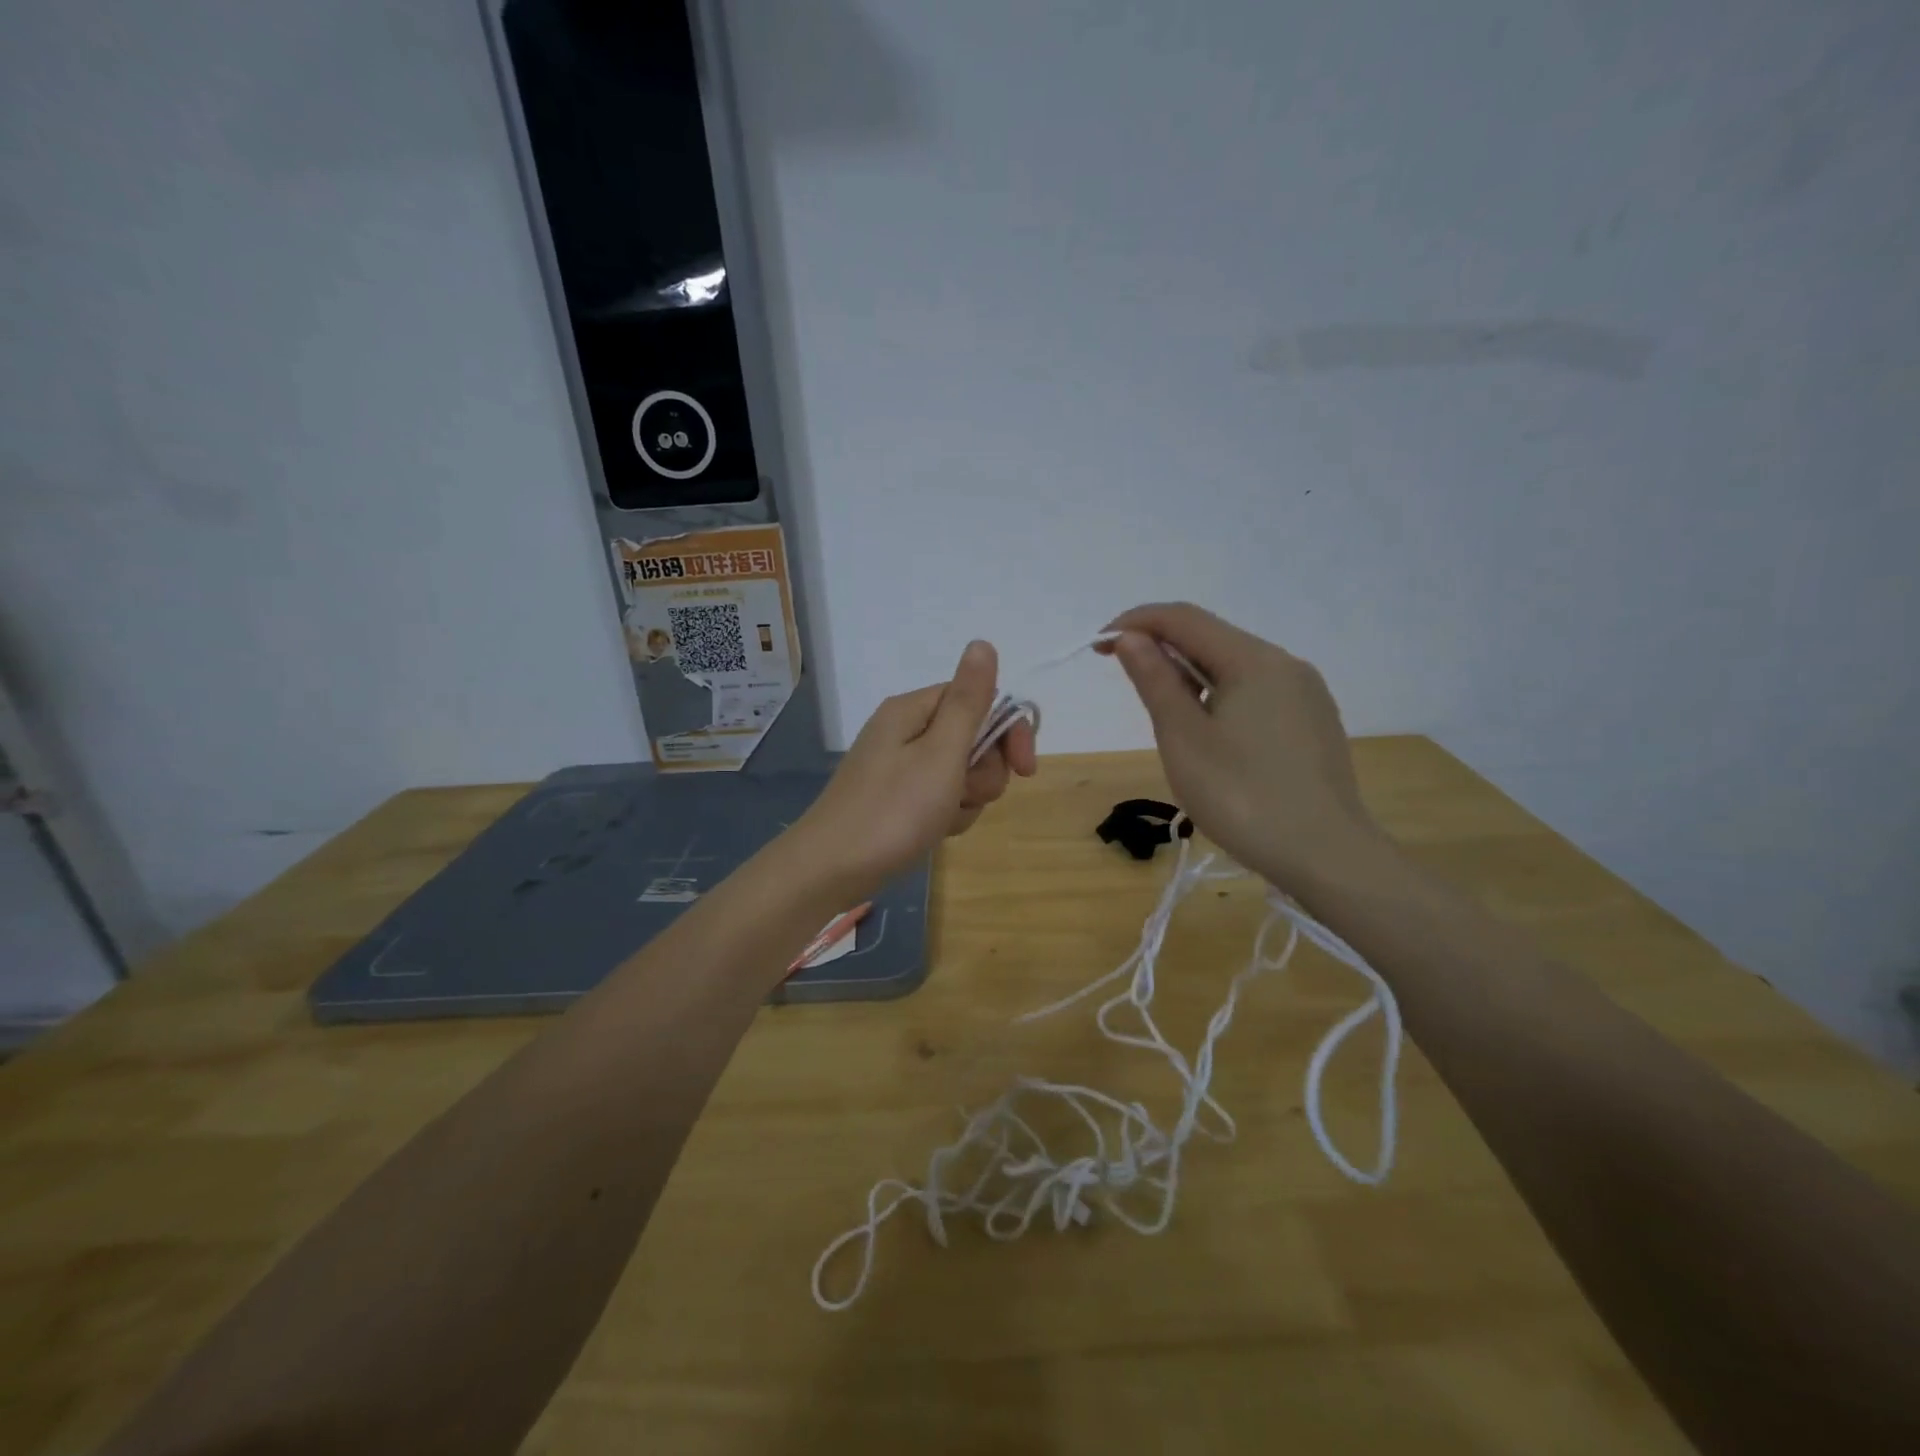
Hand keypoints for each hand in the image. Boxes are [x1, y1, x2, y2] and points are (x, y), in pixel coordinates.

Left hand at [791, 641, 1036, 900]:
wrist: (830, 870)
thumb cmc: (892, 811)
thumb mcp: (941, 754)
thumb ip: (968, 701)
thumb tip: (982, 643)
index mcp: (913, 710)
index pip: (979, 700)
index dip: (1008, 732)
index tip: (1025, 770)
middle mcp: (905, 730)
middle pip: (972, 738)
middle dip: (983, 773)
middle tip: (965, 796)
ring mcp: (899, 766)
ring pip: (961, 773)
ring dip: (966, 799)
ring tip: (943, 819)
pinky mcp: (896, 798)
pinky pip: (940, 797)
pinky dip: (946, 815)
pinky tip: (933, 832)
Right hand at [1103, 602, 1381, 890]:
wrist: (1327, 856)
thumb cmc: (1243, 797)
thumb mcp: (1184, 738)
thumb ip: (1156, 680)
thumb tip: (1132, 638)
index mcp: (1253, 660)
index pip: (1183, 618)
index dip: (1135, 623)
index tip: (1099, 645)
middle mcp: (1285, 664)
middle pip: (1212, 638)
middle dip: (1163, 649)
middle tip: (1127, 681)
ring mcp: (1305, 693)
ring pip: (1235, 666)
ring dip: (1191, 675)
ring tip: (1167, 717)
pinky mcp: (1313, 721)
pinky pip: (1257, 691)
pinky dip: (1221, 696)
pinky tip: (1212, 735)